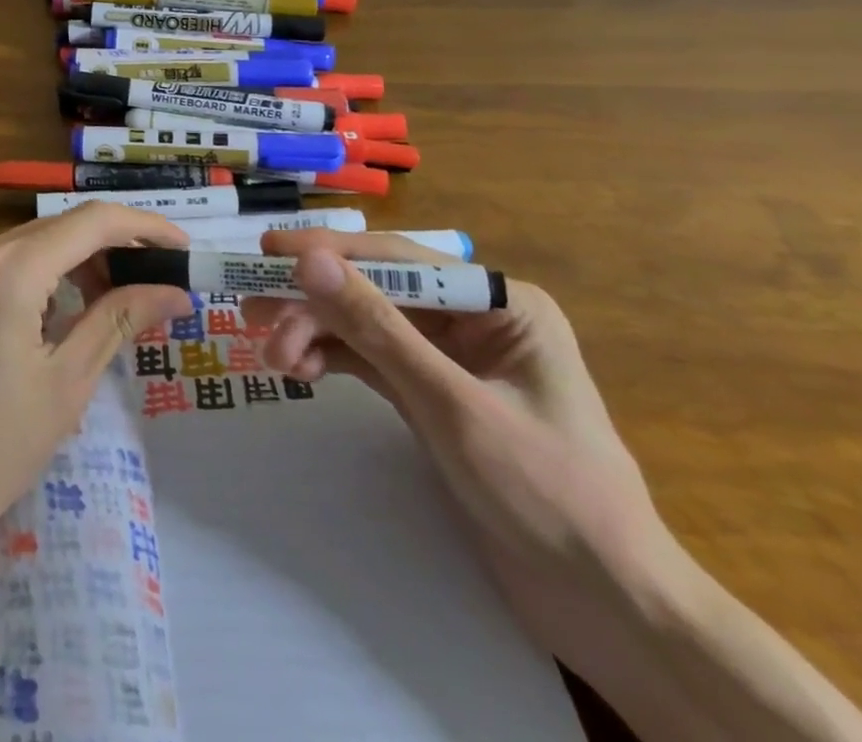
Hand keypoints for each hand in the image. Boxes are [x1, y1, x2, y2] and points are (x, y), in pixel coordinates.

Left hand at [0, 204, 194, 578]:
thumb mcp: (67, 383)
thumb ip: (120, 320)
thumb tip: (176, 292)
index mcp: (8, 268)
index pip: (92, 221)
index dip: (145, 227)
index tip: (185, 249)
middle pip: (60, 227)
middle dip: (114, 246)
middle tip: (159, 282)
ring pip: (32, 242)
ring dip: (78, 261)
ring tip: (118, 301)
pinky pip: (4, 262)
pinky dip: (43, 274)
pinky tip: (64, 311)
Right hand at [239, 230, 677, 690]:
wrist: (609, 611)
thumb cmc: (548, 495)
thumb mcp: (451, 405)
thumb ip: (377, 328)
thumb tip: (309, 260)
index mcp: (498, 303)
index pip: (397, 260)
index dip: (328, 252)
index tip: (266, 249)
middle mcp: (472, 318)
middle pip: (373, 291)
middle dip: (315, 305)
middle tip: (253, 318)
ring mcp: (449, 357)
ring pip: (364, 325)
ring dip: (315, 334)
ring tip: (272, 356)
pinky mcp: (431, 393)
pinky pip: (369, 360)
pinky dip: (332, 360)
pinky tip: (300, 370)